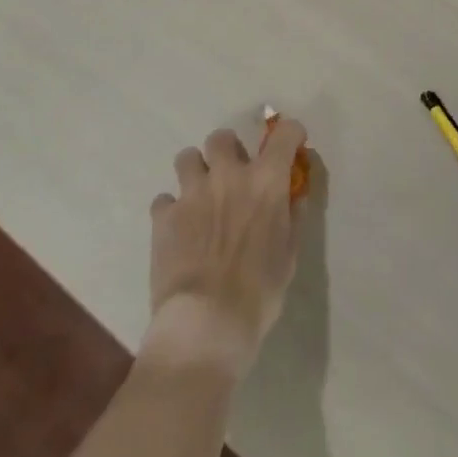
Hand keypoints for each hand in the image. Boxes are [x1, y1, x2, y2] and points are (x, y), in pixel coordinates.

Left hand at [144, 120, 308, 380]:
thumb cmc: (259, 291)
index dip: (290, 134)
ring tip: (200, 196)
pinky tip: (178, 230)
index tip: (291, 144)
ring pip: (187, 157)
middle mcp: (229, 174)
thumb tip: (294, 195)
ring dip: (195, 172)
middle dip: (228, 151)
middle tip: (232, 174)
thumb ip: (291, 216)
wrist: (207, 323)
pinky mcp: (163, 216)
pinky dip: (171, 210)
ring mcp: (192, 192)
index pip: (285, 133)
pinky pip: (164, 199)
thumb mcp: (289, 254)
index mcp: (266, 180)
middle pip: (222, 137)